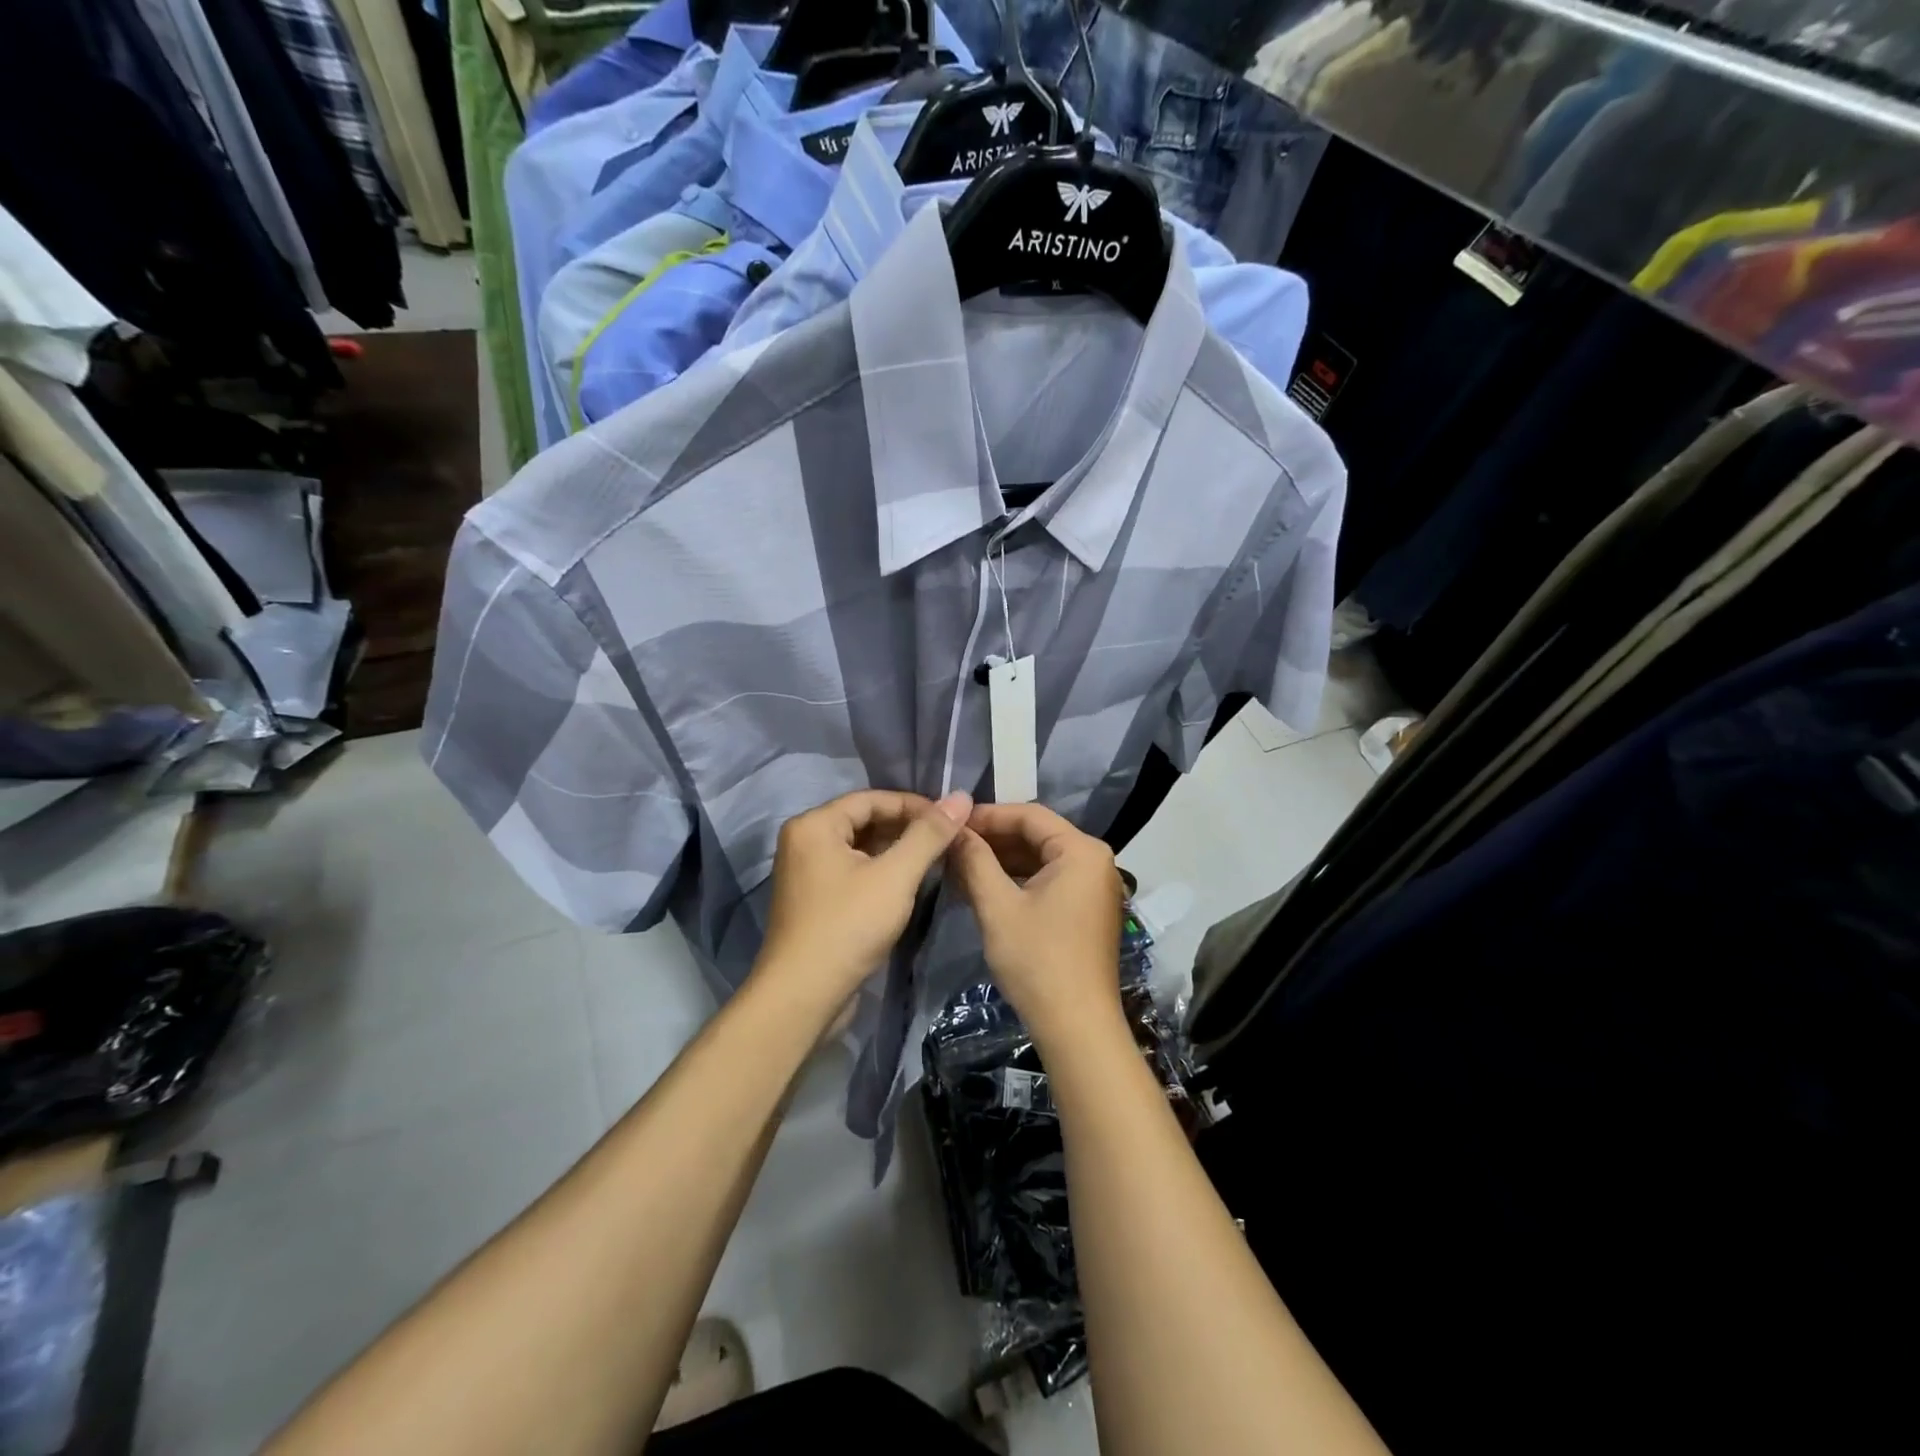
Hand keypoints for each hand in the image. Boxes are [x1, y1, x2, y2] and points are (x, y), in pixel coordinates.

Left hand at [755, 789, 972, 1011]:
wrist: (803, 996)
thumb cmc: (848, 926)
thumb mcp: (895, 876)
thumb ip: (929, 835)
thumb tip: (961, 797)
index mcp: (814, 825)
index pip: (871, 799)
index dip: (914, 805)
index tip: (951, 818)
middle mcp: (804, 842)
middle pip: (864, 822)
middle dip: (907, 828)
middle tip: (948, 840)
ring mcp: (806, 874)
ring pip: (860, 849)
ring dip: (897, 852)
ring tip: (936, 860)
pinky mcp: (814, 902)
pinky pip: (853, 873)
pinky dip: (881, 873)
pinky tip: (909, 886)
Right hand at [945, 803, 1125, 1048]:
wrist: (1077, 1027)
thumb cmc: (1037, 960)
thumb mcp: (998, 906)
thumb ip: (975, 861)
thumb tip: (953, 830)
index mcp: (1081, 851)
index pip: (1029, 815)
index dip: (987, 815)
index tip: (951, 823)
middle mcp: (1094, 860)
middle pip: (1036, 835)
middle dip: (992, 839)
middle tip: (950, 845)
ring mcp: (1093, 886)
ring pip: (1040, 859)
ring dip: (1001, 861)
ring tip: (958, 865)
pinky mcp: (1086, 910)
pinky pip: (1048, 881)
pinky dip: (1016, 881)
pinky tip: (982, 888)